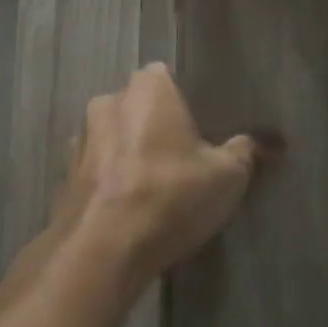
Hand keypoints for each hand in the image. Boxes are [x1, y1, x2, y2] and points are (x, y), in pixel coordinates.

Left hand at [58, 65, 261, 290]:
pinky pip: (96, 168)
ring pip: (114, 137)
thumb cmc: (170, 195)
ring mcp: (81, 137)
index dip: (184, 101)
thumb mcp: (227, 176)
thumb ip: (245, 152)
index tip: (200, 129)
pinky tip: (126, 207)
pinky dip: (109, 180)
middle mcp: (108, 100)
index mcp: (148, 87)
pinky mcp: (65, 174)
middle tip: (181, 159)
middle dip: (155, 126)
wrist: (103, 248)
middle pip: (139, 106)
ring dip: (129, 153)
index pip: (167, 77)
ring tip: (153, 187)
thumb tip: (262, 143)